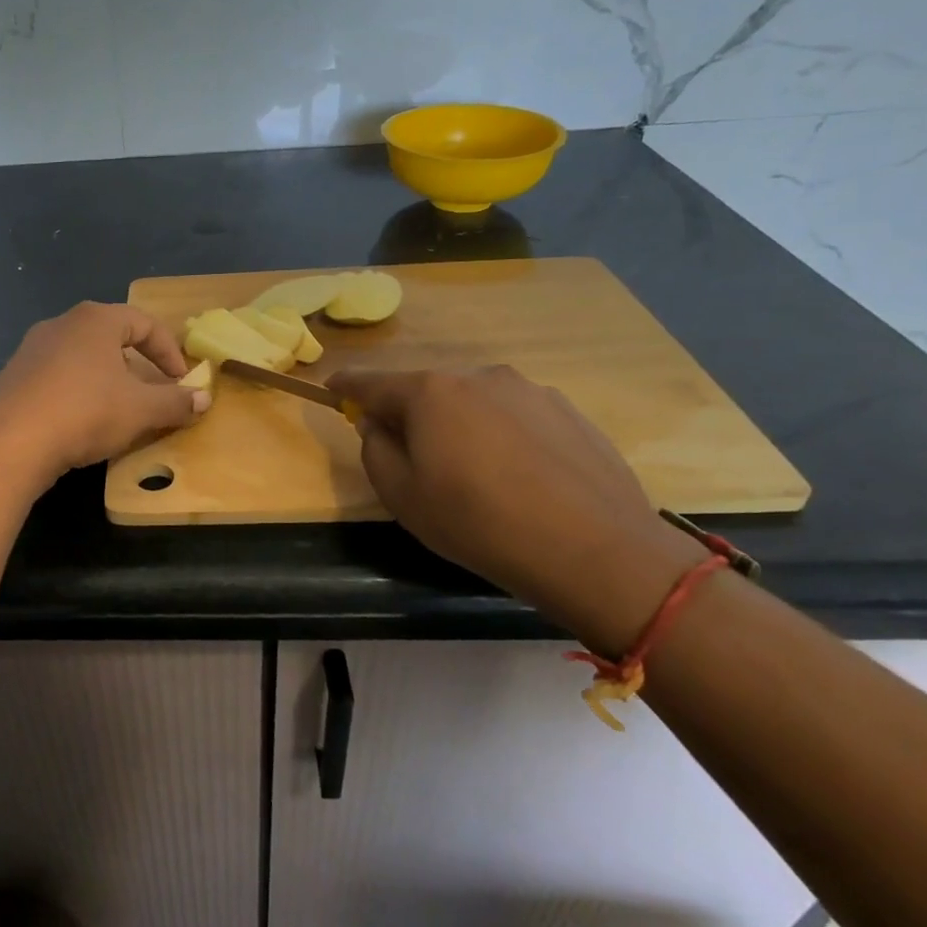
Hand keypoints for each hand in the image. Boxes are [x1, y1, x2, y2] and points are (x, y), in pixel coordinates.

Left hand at [0, 303, 211, 488]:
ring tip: (116, 409)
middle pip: (110, 337)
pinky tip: (77, 422)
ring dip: (105, 379)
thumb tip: (205, 399)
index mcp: (95, 320)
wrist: (10, 443)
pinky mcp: (11, 377)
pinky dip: (75, 393)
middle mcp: (61, 324)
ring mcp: (30, 349)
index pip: (144, 323)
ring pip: (81, 358)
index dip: (170, 352)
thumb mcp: (141, 410)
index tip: (182, 382)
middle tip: (151, 393)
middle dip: (137, 365)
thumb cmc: (85, 412)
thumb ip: (176, 402)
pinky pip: (55, 378)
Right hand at [329, 366, 708, 652]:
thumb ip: (375, 450)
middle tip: (413, 459)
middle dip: (411, 415)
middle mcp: (479, 377)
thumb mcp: (402, 497)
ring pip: (474, 403)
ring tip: (475, 476)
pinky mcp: (568, 411)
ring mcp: (529, 390)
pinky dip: (502, 436)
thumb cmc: (478, 523)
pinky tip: (519, 478)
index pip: (372, 382)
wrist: (595, 550)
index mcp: (430, 393)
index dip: (346, 386)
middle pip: (427, 391)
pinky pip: (515, 417)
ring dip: (461, 426)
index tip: (332, 389)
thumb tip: (379, 425)